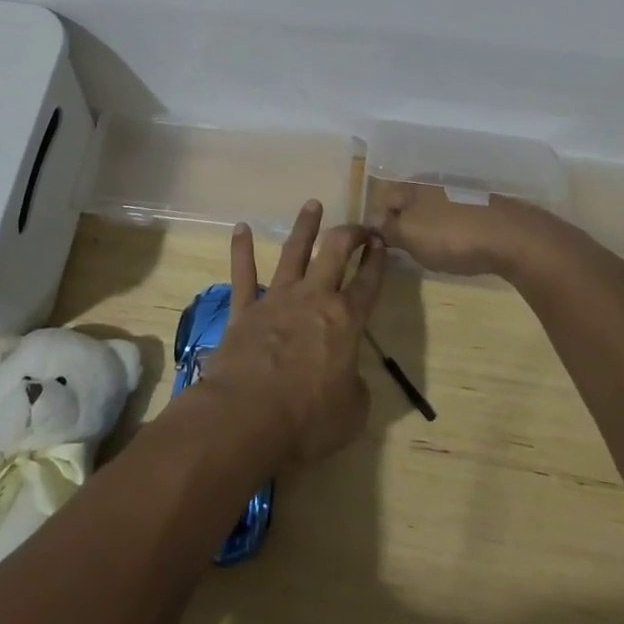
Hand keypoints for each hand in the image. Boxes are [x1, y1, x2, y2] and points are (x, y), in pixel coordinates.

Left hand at [200, 200, 385, 466]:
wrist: (246, 417)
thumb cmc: (308, 419)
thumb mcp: (352, 413)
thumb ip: (355, 387)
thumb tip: (348, 377)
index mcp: (346, 321)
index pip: (368, 282)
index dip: (378, 261)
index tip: (383, 243)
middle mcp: (313, 299)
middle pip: (334, 253)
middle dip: (349, 234)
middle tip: (358, 226)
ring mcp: (276, 300)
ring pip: (293, 253)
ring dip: (305, 228)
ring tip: (312, 204)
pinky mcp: (244, 310)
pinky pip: (243, 274)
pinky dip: (241, 250)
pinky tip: (240, 228)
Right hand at [369, 180, 551, 279]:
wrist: (513, 237)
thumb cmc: (453, 236)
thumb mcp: (410, 236)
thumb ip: (388, 228)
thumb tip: (375, 223)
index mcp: (413, 186)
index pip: (384, 198)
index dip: (379, 221)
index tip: (383, 245)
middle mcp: (435, 183)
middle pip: (410, 202)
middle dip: (405, 222)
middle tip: (407, 249)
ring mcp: (462, 192)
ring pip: (434, 208)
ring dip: (430, 226)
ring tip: (434, 250)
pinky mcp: (484, 206)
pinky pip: (458, 216)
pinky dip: (453, 229)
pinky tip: (461, 245)